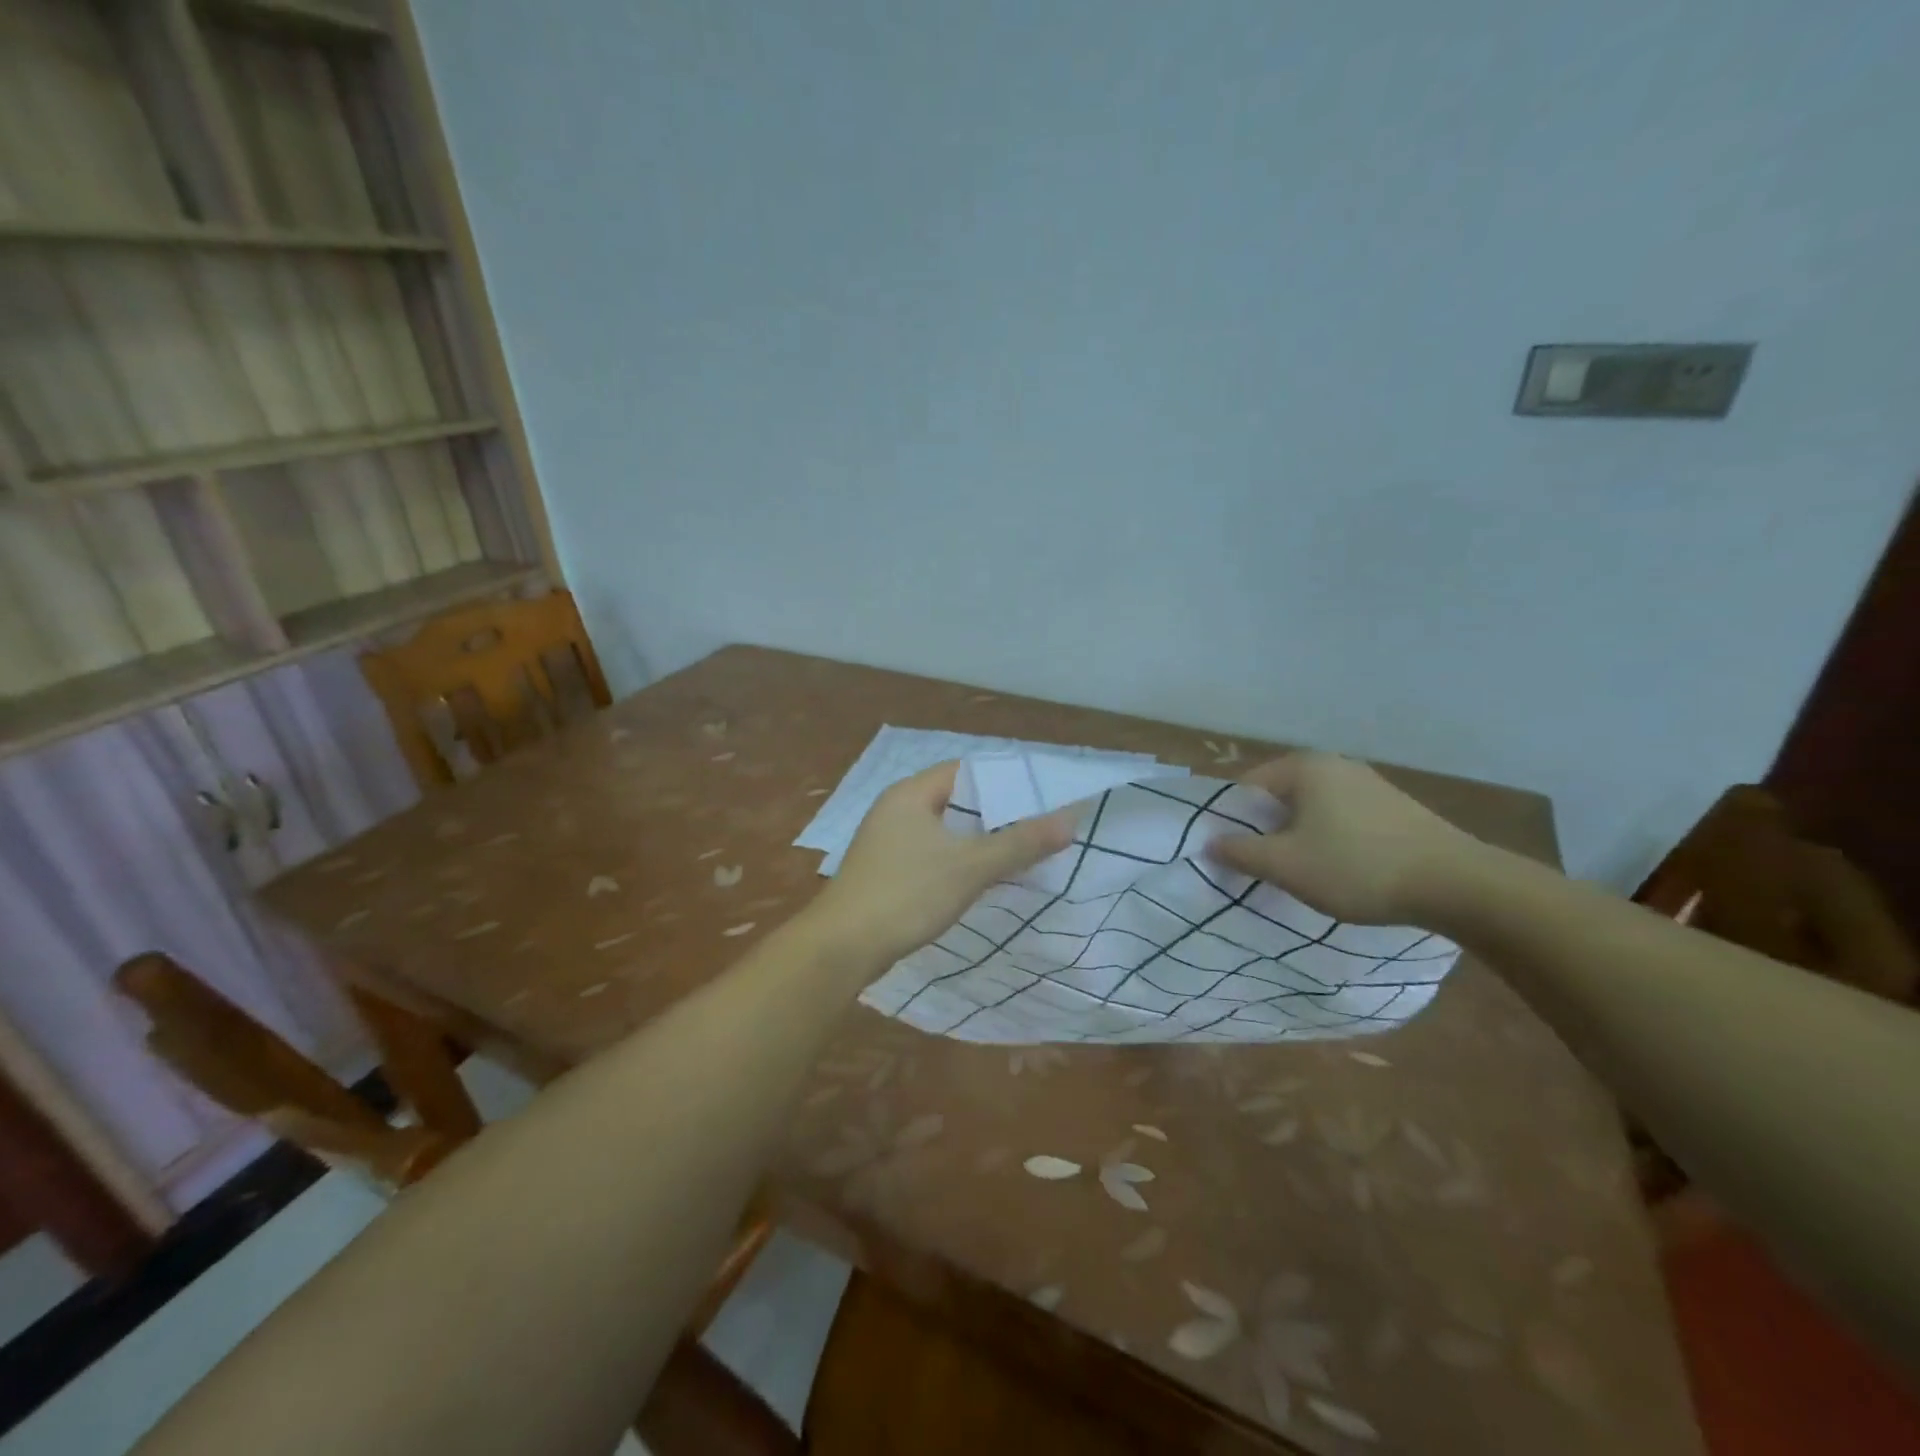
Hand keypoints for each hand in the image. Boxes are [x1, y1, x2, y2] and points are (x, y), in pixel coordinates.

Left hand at [806, 762, 1078, 967]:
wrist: (842, 947)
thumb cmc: (906, 894)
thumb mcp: (970, 866)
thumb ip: (1020, 842)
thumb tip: (1069, 820)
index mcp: (911, 793)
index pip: (965, 770)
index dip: (1003, 779)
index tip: (1041, 794)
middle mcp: (895, 808)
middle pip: (955, 799)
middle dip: (995, 812)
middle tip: (1038, 824)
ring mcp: (886, 841)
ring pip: (943, 829)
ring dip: (977, 839)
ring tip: (1019, 850)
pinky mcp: (885, 870)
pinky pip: (930, 853)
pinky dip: (957, 859)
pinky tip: (980, 878)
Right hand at [1209, 752, 1481, 924]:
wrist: (1457, 884)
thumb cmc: (1357, 867)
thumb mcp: (1286, 865)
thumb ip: (1239, 852)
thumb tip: (1209, 842)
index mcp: (1303, 767)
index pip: (1245, 788)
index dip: (1230, 822)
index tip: (1230, 856)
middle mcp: (1334, 765)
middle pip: (1277, 798)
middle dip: (1263, 832)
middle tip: (1260, 869)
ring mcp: (1367, 784)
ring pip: (1310, 811)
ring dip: (1296, 839)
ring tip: (1298, 874)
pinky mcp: (1392, 808)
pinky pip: (1340, 819)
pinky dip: (1328, 840)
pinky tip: (1338, 871)